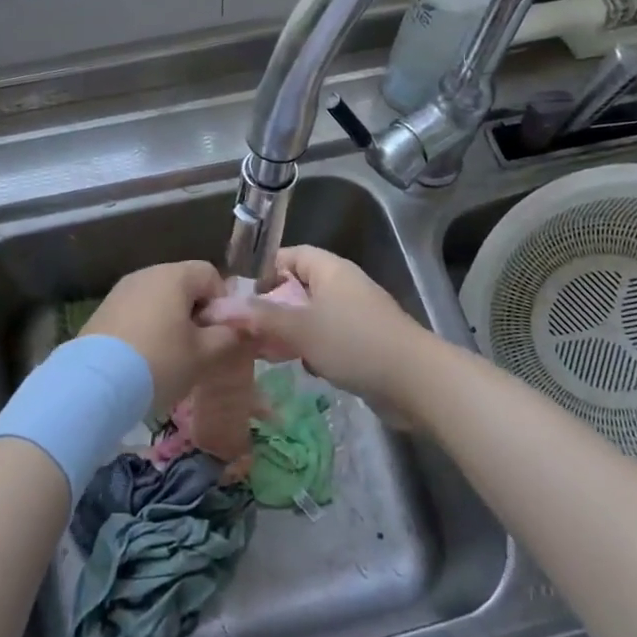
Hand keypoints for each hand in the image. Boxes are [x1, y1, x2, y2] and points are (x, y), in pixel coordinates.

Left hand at [81, 261, 241, 411]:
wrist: (96, 383)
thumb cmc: (159, 362)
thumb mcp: (204, 355)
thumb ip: (228, 337)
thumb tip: (238, 328)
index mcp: (174, 275)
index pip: (209, 274)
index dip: (221, 302)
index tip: (218, 334)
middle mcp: (146, 273)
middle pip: (183, 284)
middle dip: (195, 313)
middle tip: (197, 348)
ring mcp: (121, 290)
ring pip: (158, 299)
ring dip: (170, 322)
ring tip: (170, 357)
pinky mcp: (103, 310)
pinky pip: (136, 312)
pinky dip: (146, 329)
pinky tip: (144, 359)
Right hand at [206, 246, 438, 413]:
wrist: (415, 382)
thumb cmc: (353, 343)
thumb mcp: (300, 328)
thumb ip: (261, 317)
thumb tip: (222, 307)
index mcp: (330, 270)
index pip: (290, 255)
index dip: (265, 270)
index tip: (241, 295)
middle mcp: (343, 285)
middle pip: (299, 287)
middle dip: (273, 308)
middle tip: (248, 330)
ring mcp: (356, 315)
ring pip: (312, 316)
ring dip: (291, 332)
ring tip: (268, 352)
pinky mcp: (365, 342)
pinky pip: (329, 338)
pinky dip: (313, 349)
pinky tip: (304, 368)